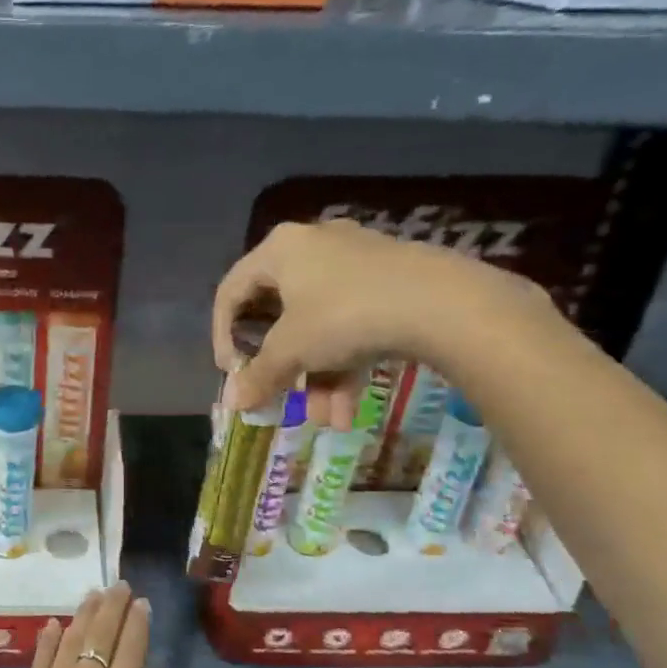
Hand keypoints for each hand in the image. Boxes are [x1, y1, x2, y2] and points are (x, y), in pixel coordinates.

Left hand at [0, 582, 164, 667]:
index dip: (137, 624)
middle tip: (120, 586)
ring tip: (94, 594)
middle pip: (100, 636)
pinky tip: (54, 624)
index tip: (142, 603)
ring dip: (84, 614)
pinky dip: (48, 639)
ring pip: (70, 640)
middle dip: (112, 608)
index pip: (130, 651)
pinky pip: (40, 660)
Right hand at [211, 220, 550, 427]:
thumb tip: (232, 403)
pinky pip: (352, 326)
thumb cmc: (345, 315)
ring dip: (317, 379)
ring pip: (319, 328)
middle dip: (281, 368)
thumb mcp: (292, 350)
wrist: (443, 303)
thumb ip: (258, 375)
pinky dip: (346, 367)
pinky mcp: (389, 283)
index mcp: (280, 250)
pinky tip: (349, 412)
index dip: (222, 337)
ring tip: (326, 419)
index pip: (231, 292)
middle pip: (278, 315)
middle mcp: (314, 248)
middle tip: (277, 397)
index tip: (232, 373)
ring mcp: (355, 264)